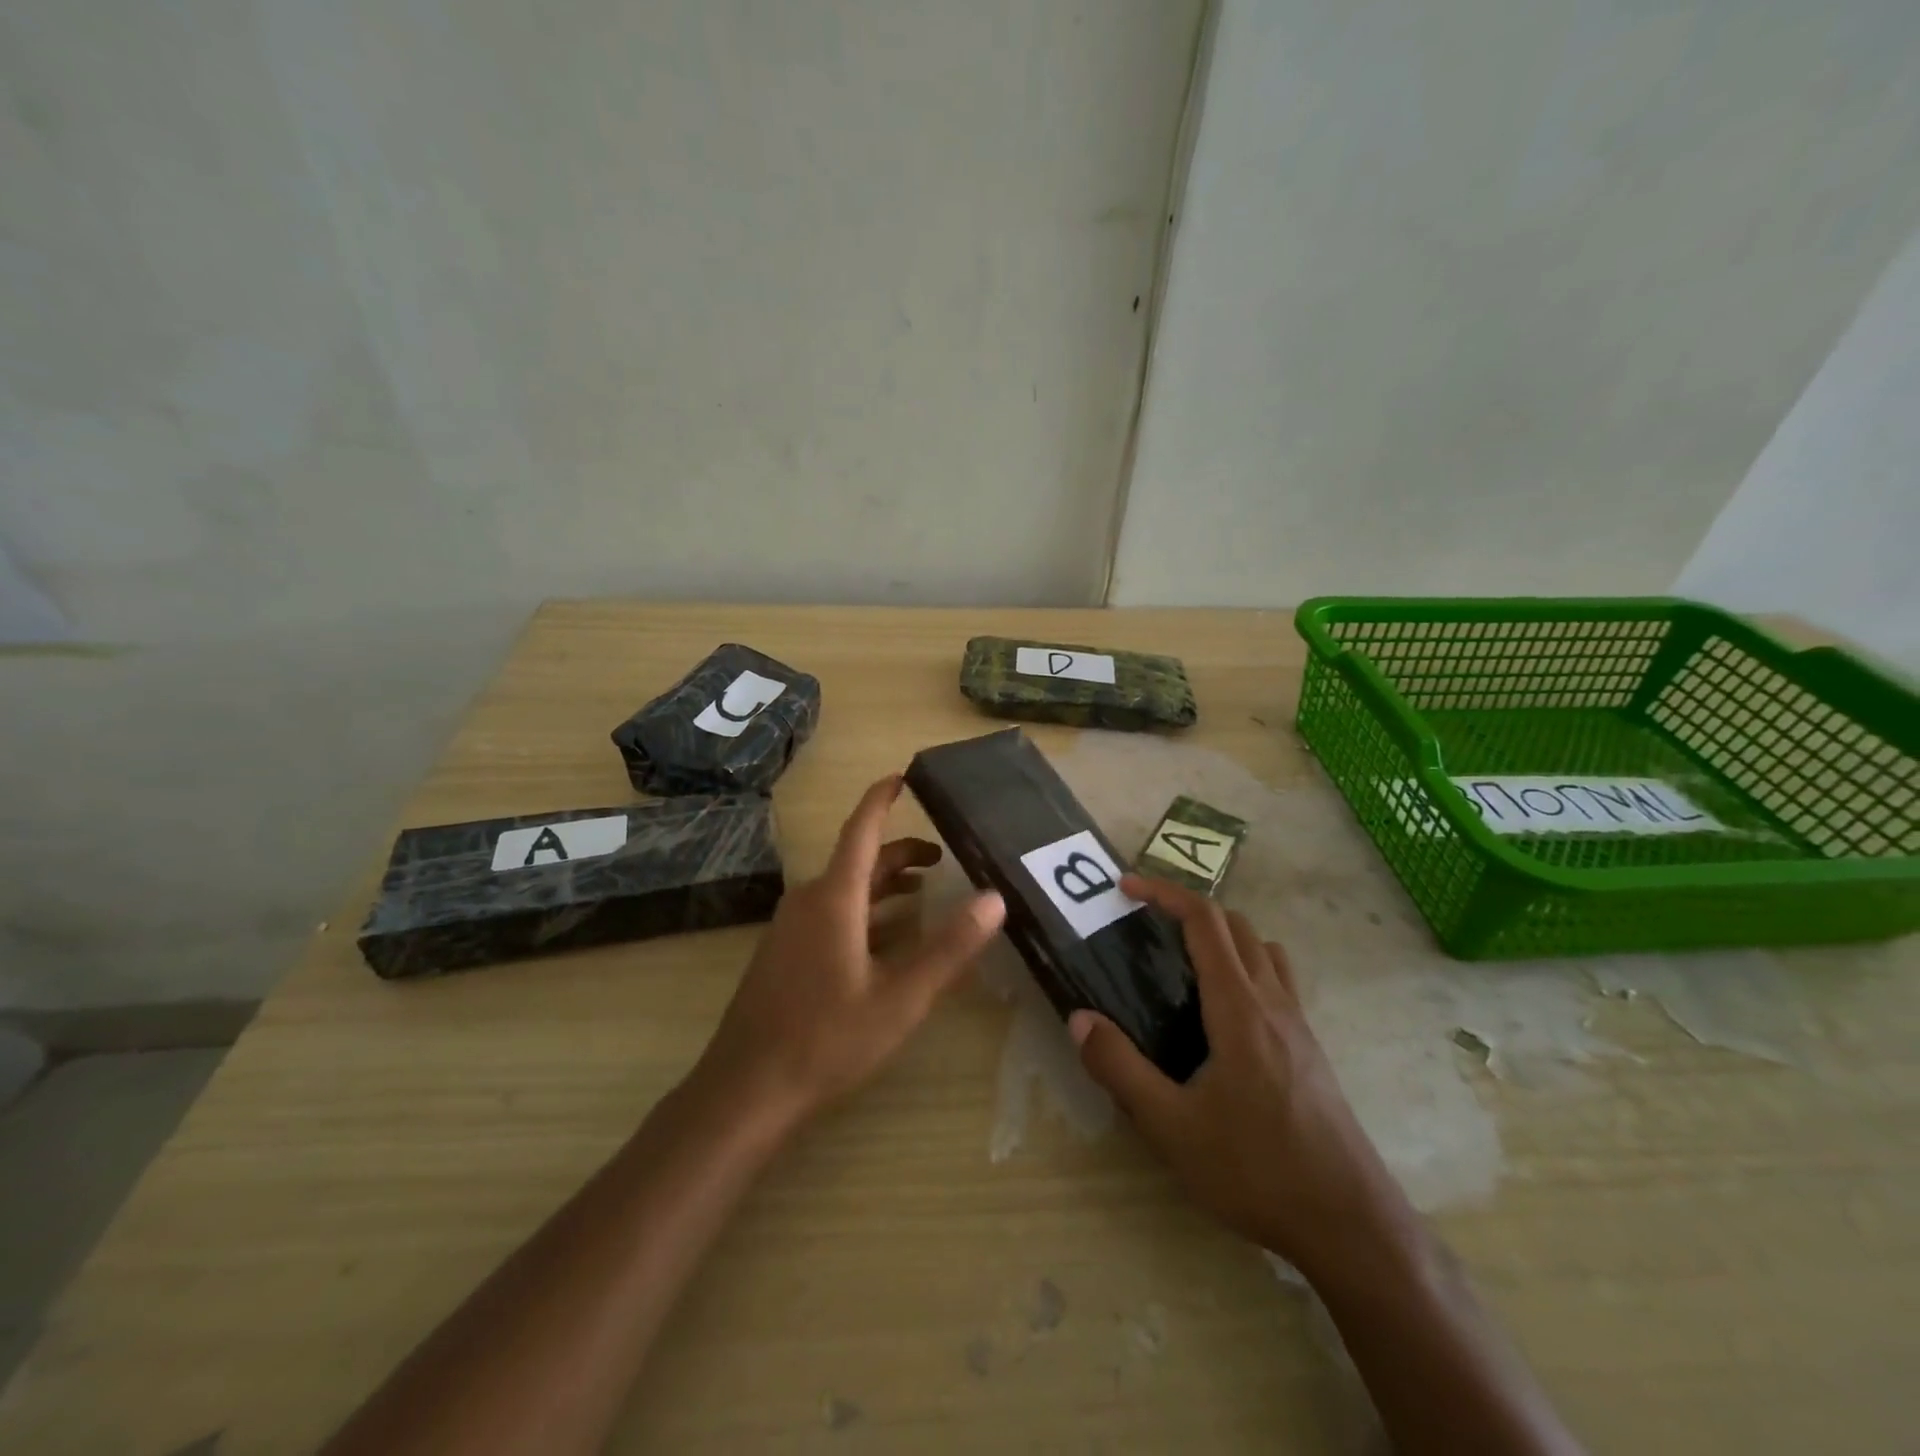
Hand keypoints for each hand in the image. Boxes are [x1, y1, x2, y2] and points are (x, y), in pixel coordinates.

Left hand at [690, 775, 1005, 1129]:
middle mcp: (809, 900)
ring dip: (884, 885)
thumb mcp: (901, 997)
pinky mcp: (785, 953)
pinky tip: (885, 939)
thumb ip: (949, 947)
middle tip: (942, 859)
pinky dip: (865, 911)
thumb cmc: (827, 1038)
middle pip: (858, 861)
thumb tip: (994, 898)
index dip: (881, 799)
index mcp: (834, 898)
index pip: (861, 830)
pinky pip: (830, 914)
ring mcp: (791, 928)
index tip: (903, 777)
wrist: (747, 1089)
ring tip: (923, 893)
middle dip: (899, 853)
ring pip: (844, 889)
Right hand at [1068, 875, 1409, 1277]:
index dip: (1165, 893)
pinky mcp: (1310, 1048)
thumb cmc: (1256, 1169)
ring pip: (1263, 949)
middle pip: (1235, 925)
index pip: (1205, 921)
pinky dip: (1246, 965)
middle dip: (1188, 908)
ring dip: (1223, 935)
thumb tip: (1080, 1018)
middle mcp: (1273, 1001)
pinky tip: (1222, 1013)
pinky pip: (1277, 980)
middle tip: (1145, 923)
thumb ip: (1121, 1068)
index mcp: (1239, 1007)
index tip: (1127, 887)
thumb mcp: (1172, 1127)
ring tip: (1183, 961)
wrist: (1350, 1224)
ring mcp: (1299, 1024)